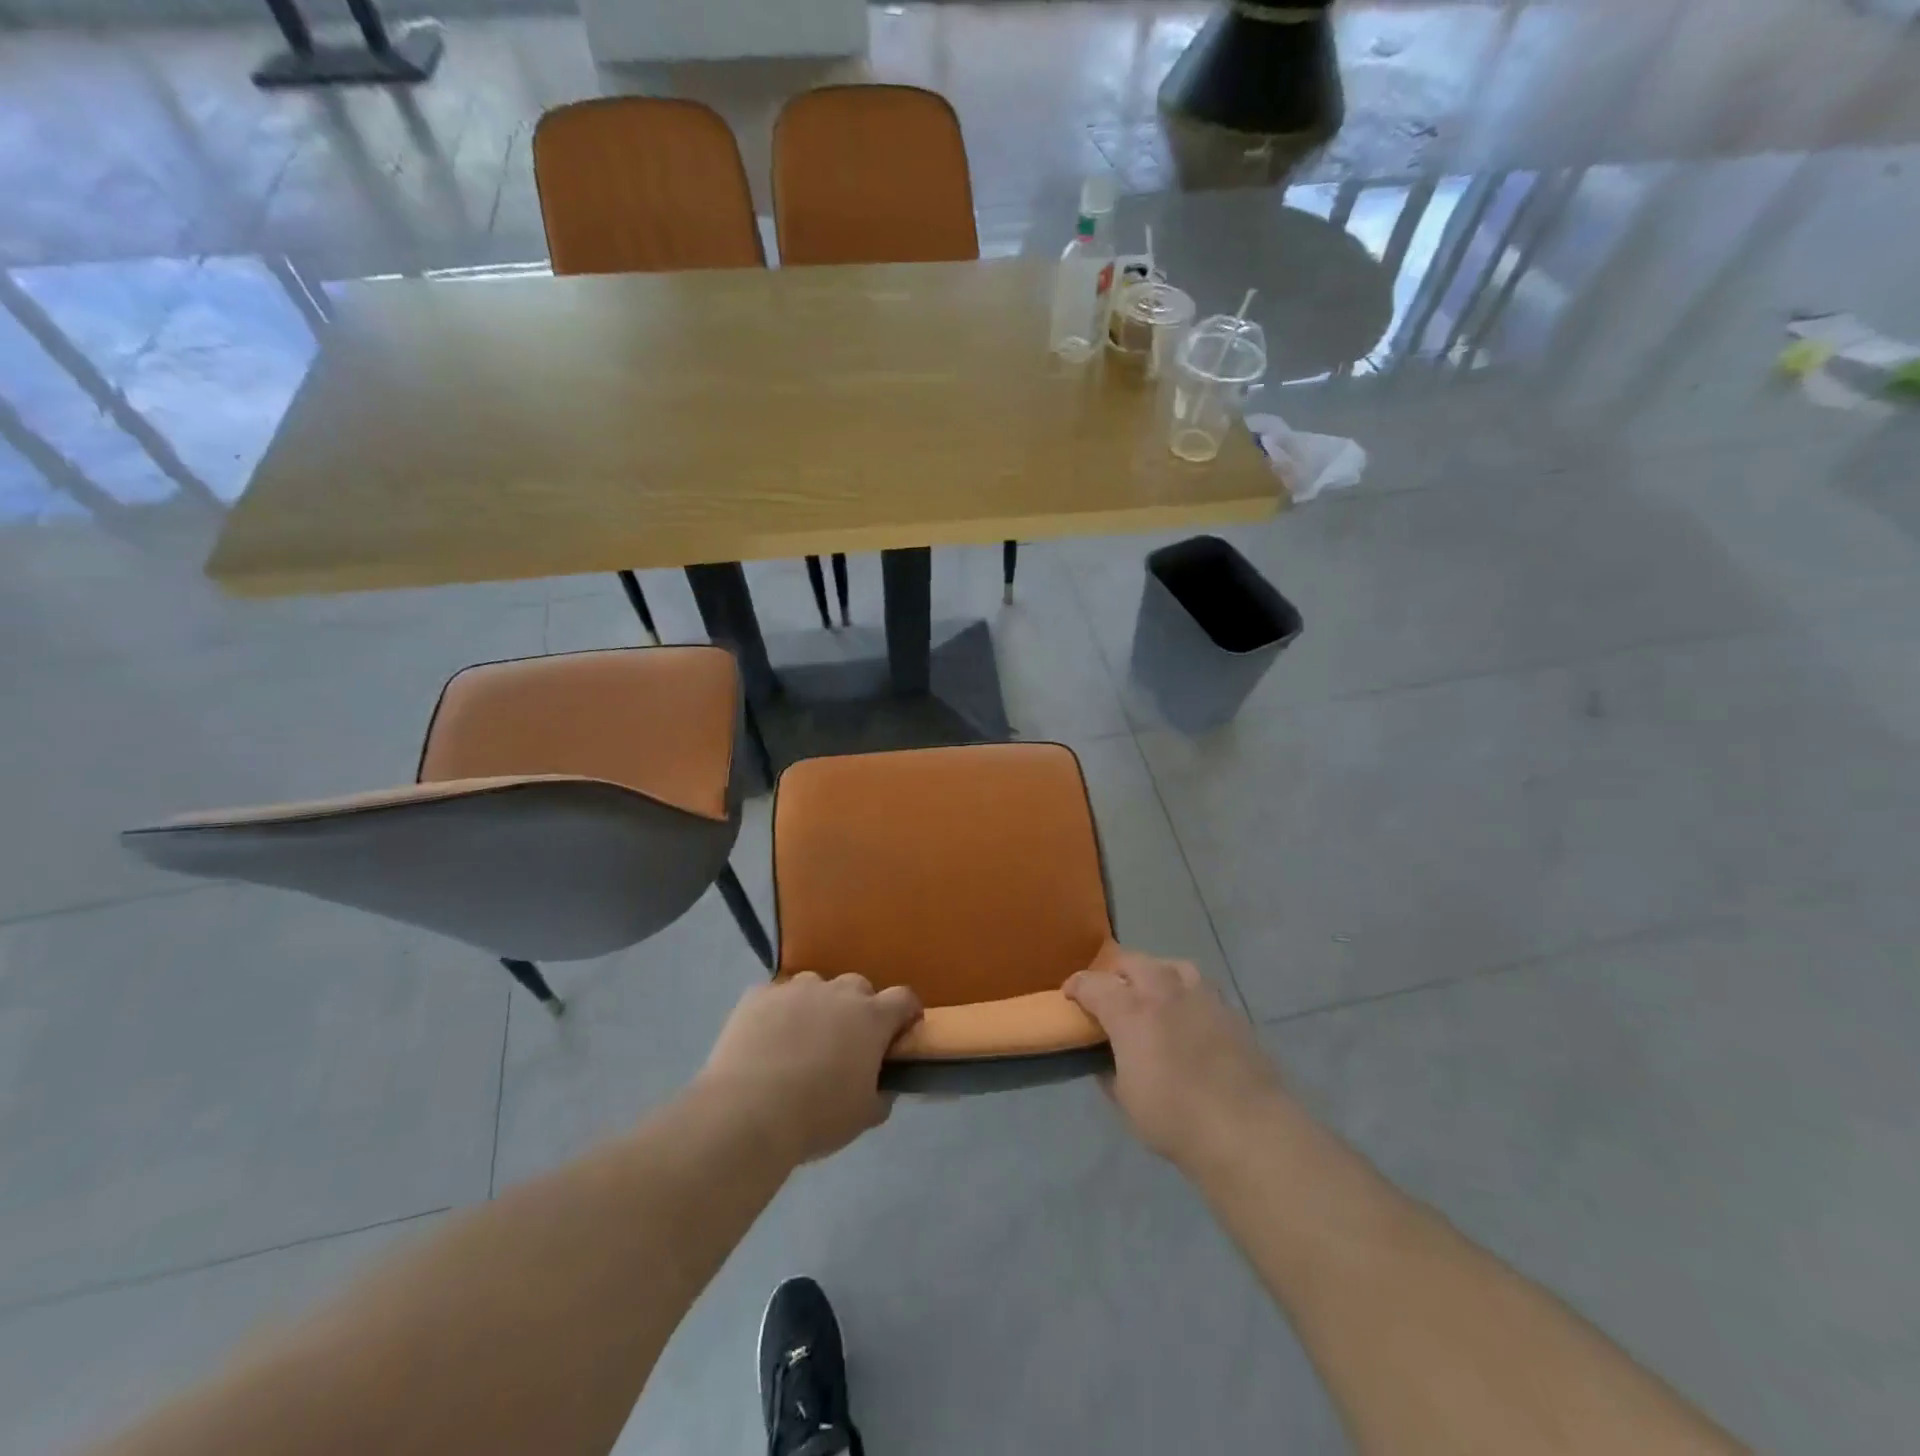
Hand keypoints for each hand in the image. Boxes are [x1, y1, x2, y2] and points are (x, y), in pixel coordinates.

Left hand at [695, 973, 923, 1165]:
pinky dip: (778, 1012)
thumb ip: (882, 1094)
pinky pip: (776, 997)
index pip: (903, 998)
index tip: (901, 1033)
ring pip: (816, 986)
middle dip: (859, 1008)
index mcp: (871, 1017)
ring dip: (817, 1005)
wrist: (747, 1113)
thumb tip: (884, 1086)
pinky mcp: (758, 995)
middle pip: (858, 986)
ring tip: (802, 1039)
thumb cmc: (816, 1117)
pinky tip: (766, 1040)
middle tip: (847, 1042)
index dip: (906, 1013)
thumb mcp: (864, 1116)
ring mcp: (795, 989)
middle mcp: (837, 992)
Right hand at [1065, 944, 1285, 1170]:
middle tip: (1110, 994)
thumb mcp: (1125, 1101)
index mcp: (1130, 1010)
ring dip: (1155, 974)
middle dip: (1115, 973)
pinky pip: (1200, 987)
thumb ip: (1110, 1072)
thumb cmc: (1175, 1119)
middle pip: (1132, 961)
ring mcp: (1200, 995)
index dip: (1076, 986)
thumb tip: (1106, 1061)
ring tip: (1153, 995)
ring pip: (1170, 965)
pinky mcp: (1230, 1009)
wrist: (1248, 1129)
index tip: (1070, 994)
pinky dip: (1186, 993)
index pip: (1093, 983)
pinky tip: (1188, 1015)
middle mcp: (1163, 991)